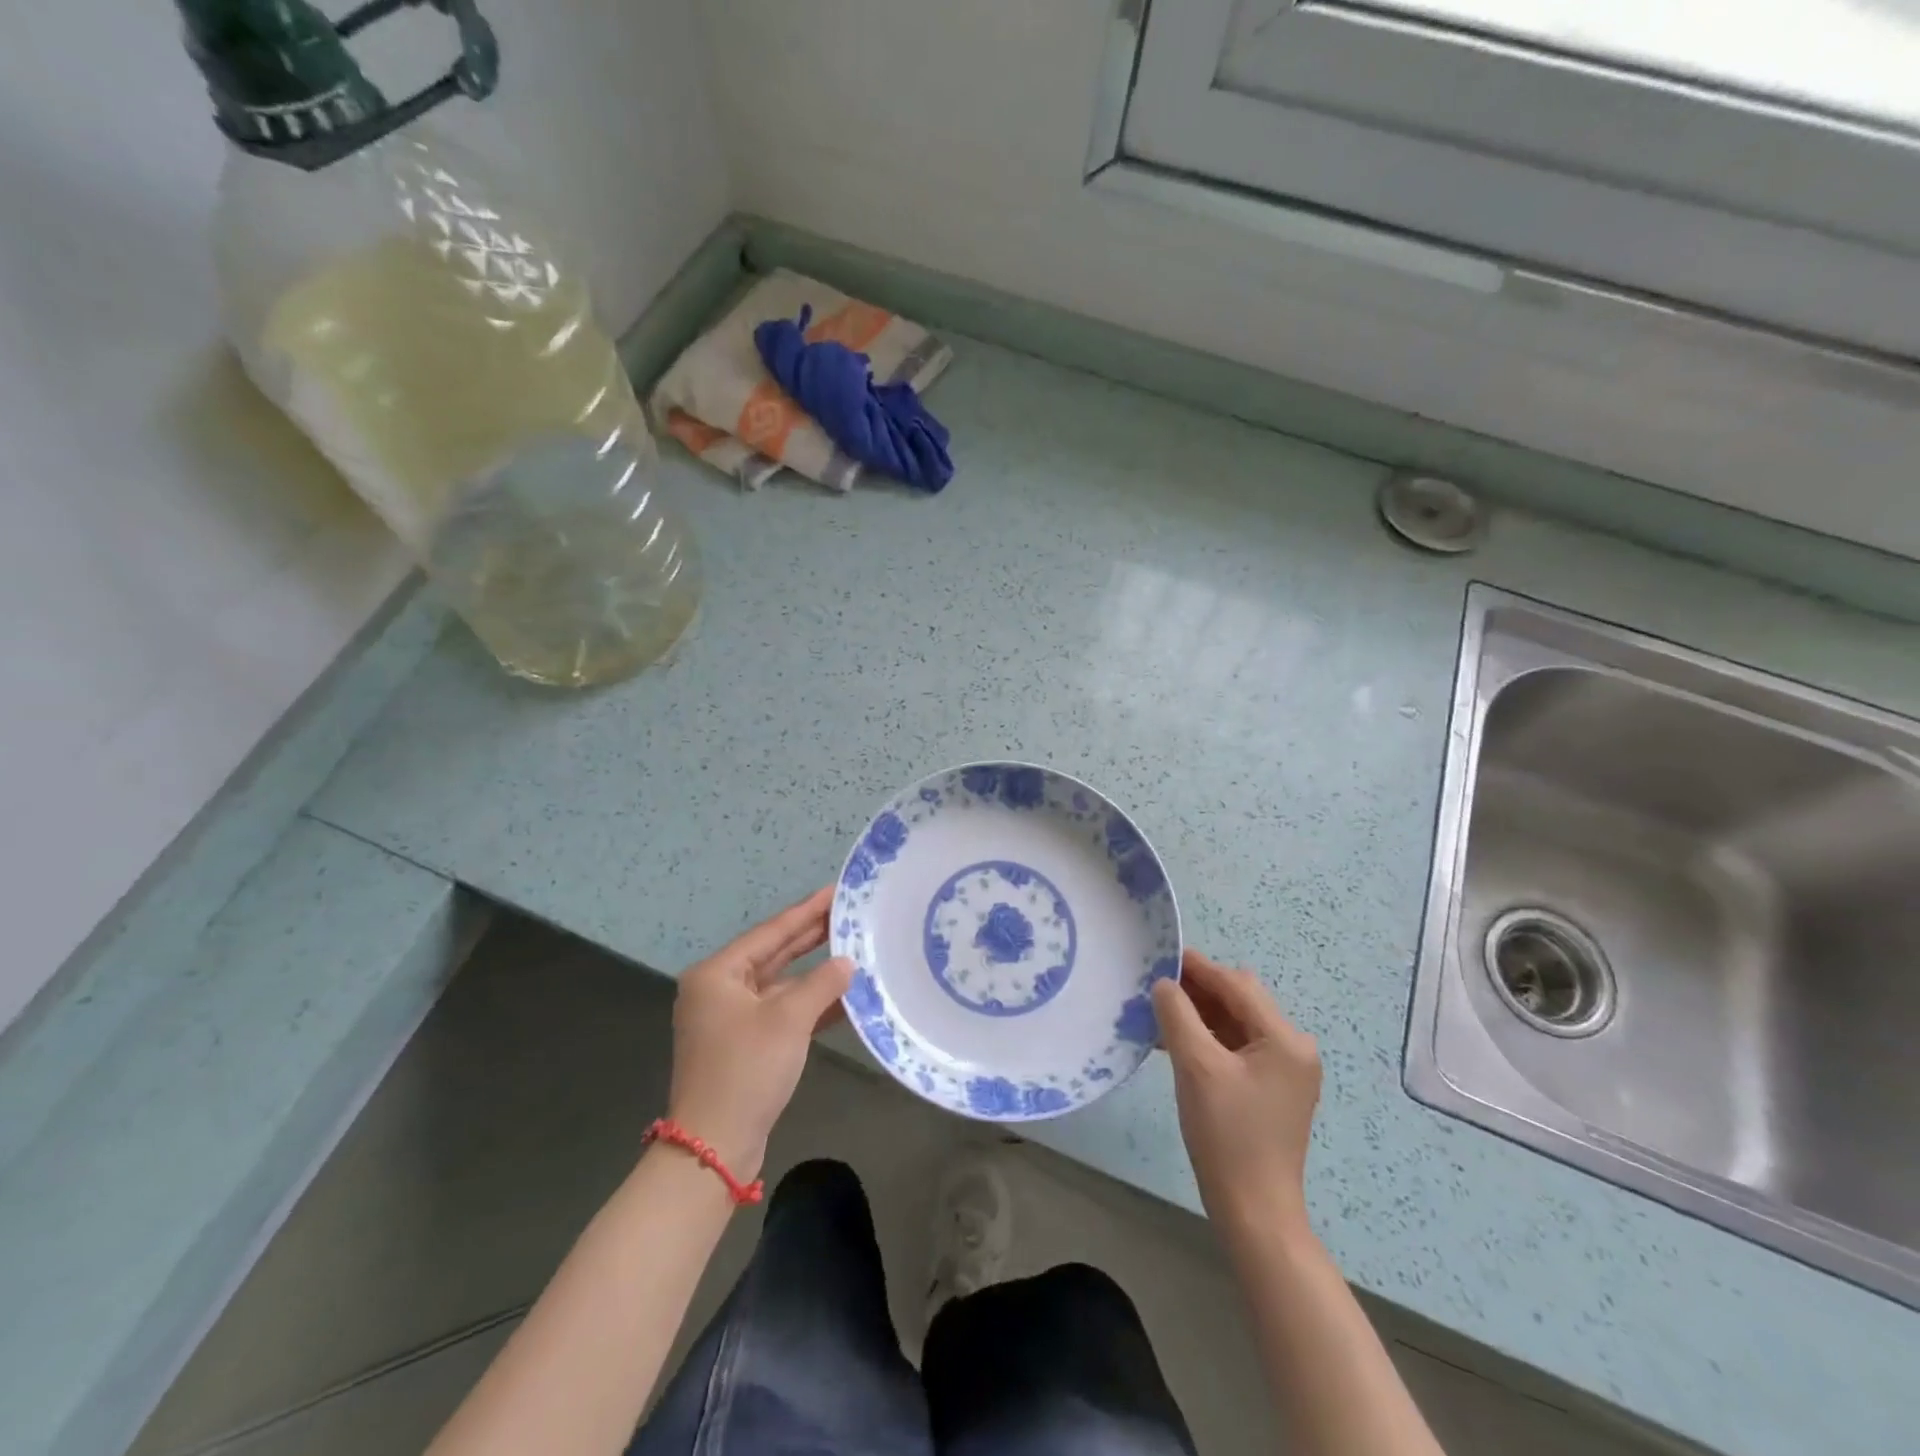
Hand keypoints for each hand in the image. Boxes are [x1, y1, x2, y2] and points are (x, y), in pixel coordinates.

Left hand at [665, 887, 852, 1180]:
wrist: (714, 1146)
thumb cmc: (746, 1070)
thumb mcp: (789, 1020)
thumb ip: (822, 984)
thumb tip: (847, 962)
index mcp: (717, 974)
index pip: (770, 932)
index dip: (806, 911)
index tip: (835, 891)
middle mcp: (719, 990)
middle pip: (773, 954)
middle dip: (811, 936)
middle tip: (848, 913)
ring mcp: (730, 1018)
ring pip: (780, 983)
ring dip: (814, 972)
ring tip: (853, 947)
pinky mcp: (744, 1043)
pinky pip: (781, 1011)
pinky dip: (809, 1003)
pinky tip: (843, 995)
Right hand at [1153, 949, 1321, 1239]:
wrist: (1254, 1211)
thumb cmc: (1227, 1134)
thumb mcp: (1196, 1067)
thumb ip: (1178, 1015)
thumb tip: (1164, 983)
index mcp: (1285, 1039)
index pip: (1236, 985)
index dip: (1197, 967)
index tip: (1160, 955)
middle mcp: (1293, 1047)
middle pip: (1239, 1000)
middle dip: (1197, 989)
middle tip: (1155, 985)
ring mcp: (1284, 1069)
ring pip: (1235, 1022)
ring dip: (1199, 1014)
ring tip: (1158, 1011)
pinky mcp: (1271, 1088)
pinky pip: (1236, 1047)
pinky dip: (1207, 1038)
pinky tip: (1174, 1041)